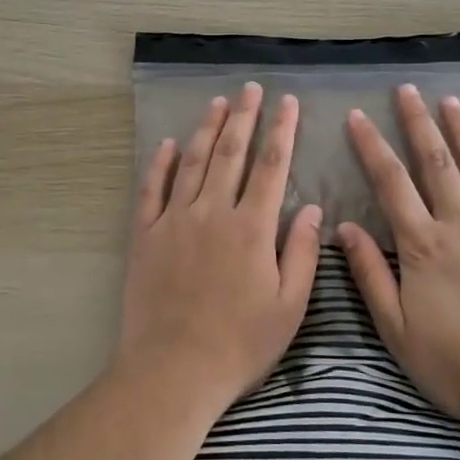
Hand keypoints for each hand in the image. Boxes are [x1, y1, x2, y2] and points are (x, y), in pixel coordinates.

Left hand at [115, 83, 322, 412]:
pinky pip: (152, 189)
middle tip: (250, 89)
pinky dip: (160, 163)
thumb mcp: (288, 308)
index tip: (287, 102)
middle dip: (243, 116)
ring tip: (217, 103)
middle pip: (230, 153)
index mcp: (251, 228)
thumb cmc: (239, 344)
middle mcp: (212, 212)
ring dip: (206, 129)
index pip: (271, 166)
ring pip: (192, 162)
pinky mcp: (145, 235)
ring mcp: (174, 220)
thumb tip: (313, 208)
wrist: (172, 371)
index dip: (281, 130)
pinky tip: (168, 144)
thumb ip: (301, 254)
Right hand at [337, 84, 459, 425]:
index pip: (391, 182)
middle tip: (407, 90)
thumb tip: (344, 228)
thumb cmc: (452, 361)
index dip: (372, 146)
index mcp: (422, 244)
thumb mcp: (395, 327)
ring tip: (451, 102)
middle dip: (419, 123)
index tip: (357, 116)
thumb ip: (369, 274)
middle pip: (436, 163)